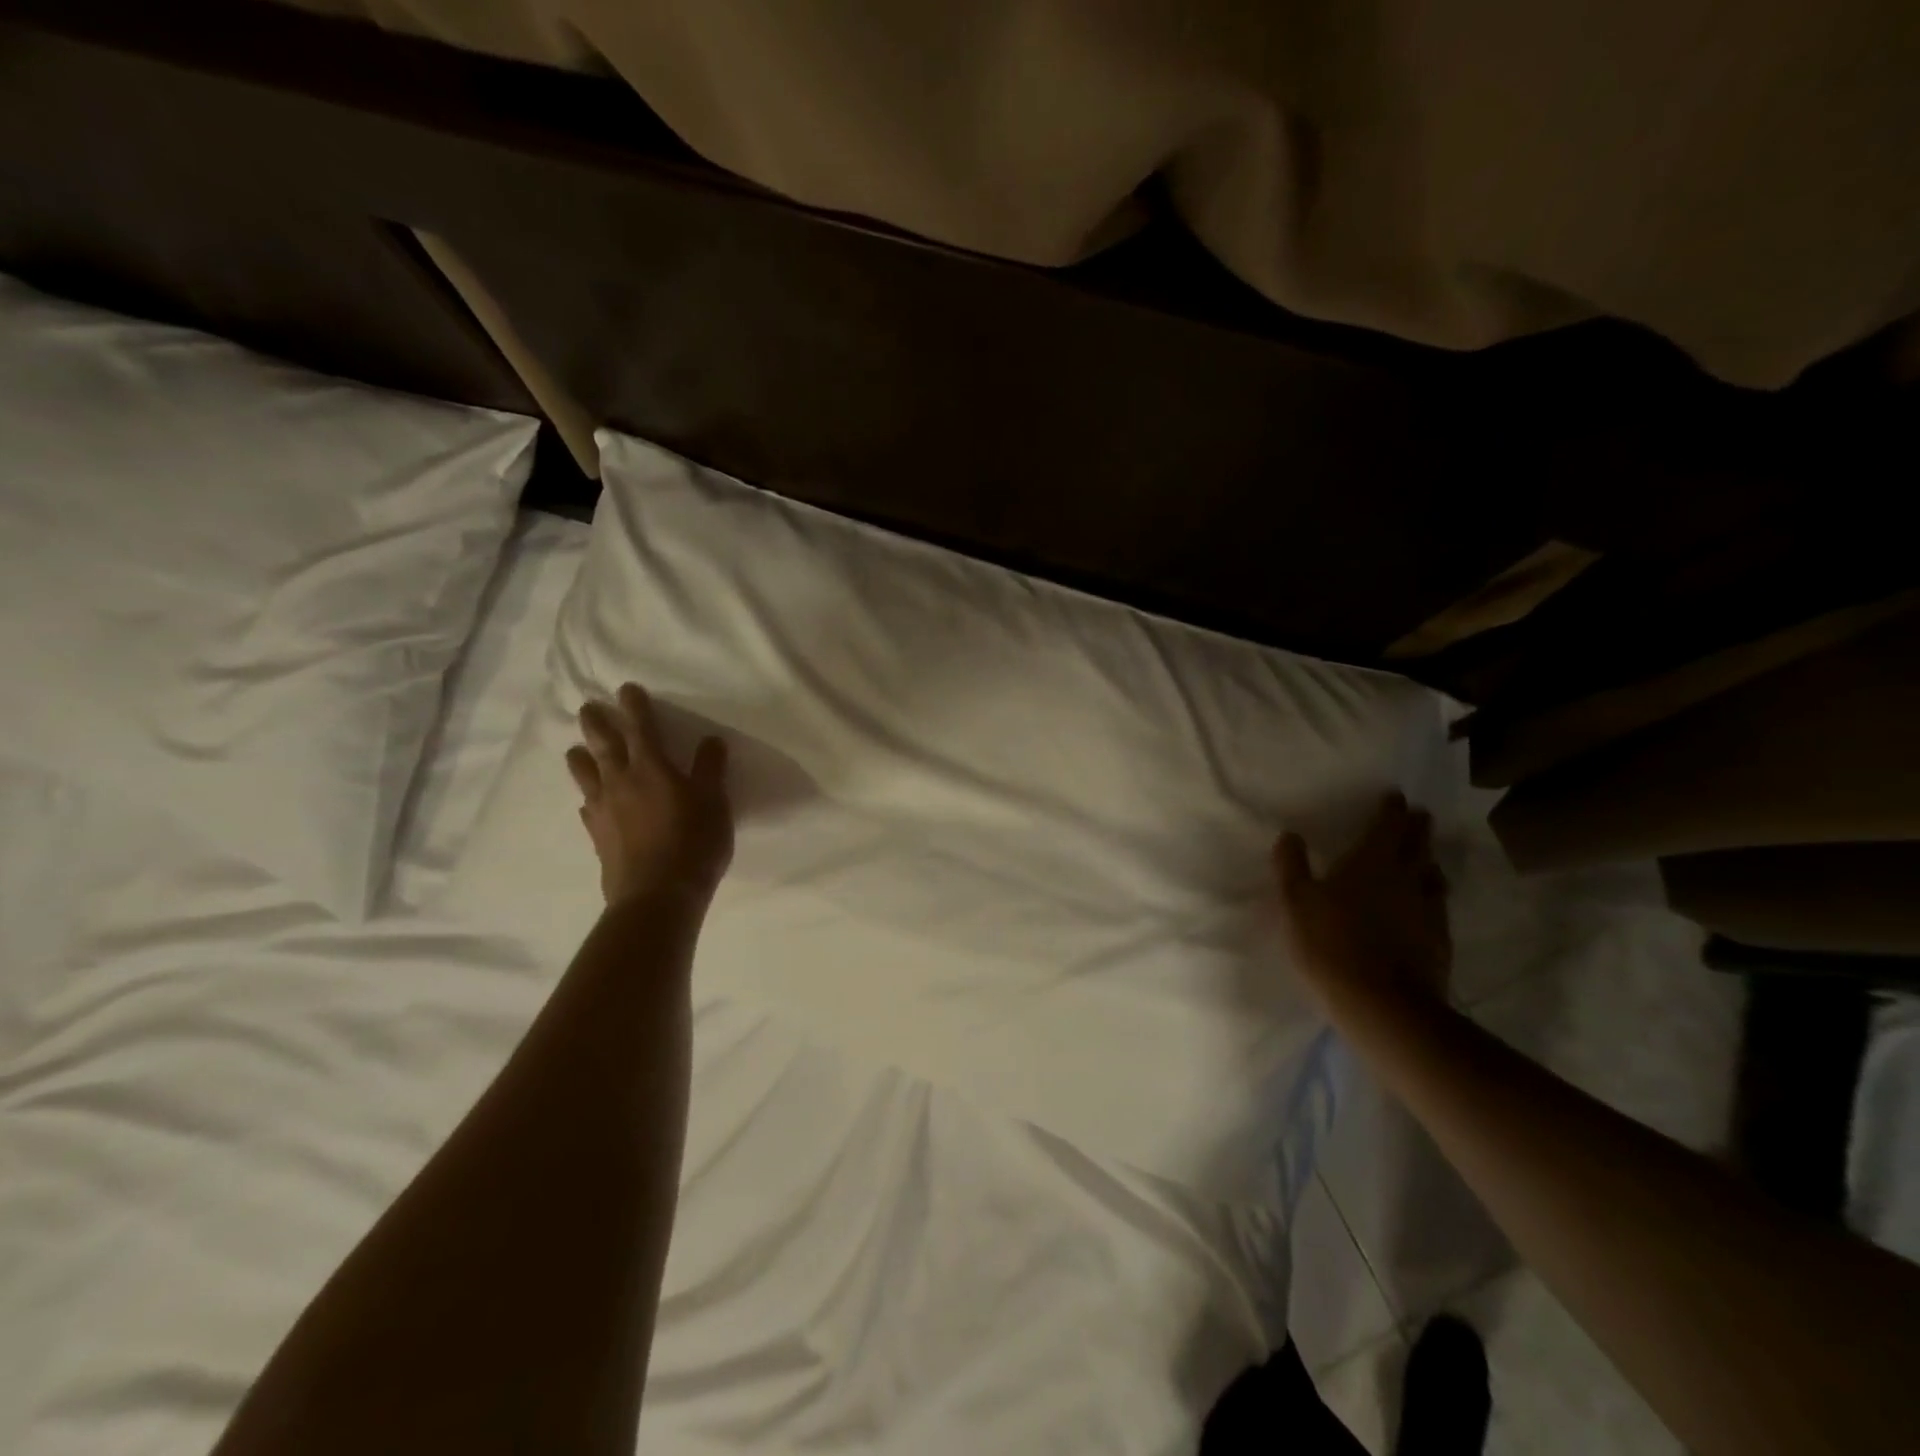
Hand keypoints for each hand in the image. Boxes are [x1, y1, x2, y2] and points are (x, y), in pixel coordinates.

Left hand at [565, 683, 733, 906]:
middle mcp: (620, 782)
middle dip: (596, 723)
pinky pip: (586, 808)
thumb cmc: (694, 842)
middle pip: (602, 745)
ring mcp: (604, 810)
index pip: (640, 728)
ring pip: (585, 775)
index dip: (634, 706)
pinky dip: (587, 797)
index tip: (626, 689)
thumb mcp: (714, 802)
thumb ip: (710, 769)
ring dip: (580, 757)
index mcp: (651, 768)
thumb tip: (710, 740)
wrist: (657, 895)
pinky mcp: (597, 836)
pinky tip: (588, 802)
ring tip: (576, 750)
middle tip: (588, 708)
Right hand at [1273, 791, 1451, 1014]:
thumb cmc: (1330, 944)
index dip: (1392, 809)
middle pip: (1418, 844)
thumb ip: (1292, 866)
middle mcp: (1405, 878)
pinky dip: (1432, 895)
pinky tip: (1426, 905)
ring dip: (1428, 860)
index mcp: (1371, 862)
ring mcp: (1427, 909)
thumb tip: (1291, 835)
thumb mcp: (1296, 902)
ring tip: (1424, 857)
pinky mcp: (1439, 939)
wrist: (1382, 1004)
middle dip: (1417, 827)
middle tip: (1418, 815)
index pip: (1388, 825)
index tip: (1396, 796)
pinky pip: (1438, 906)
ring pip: (1433, 874)